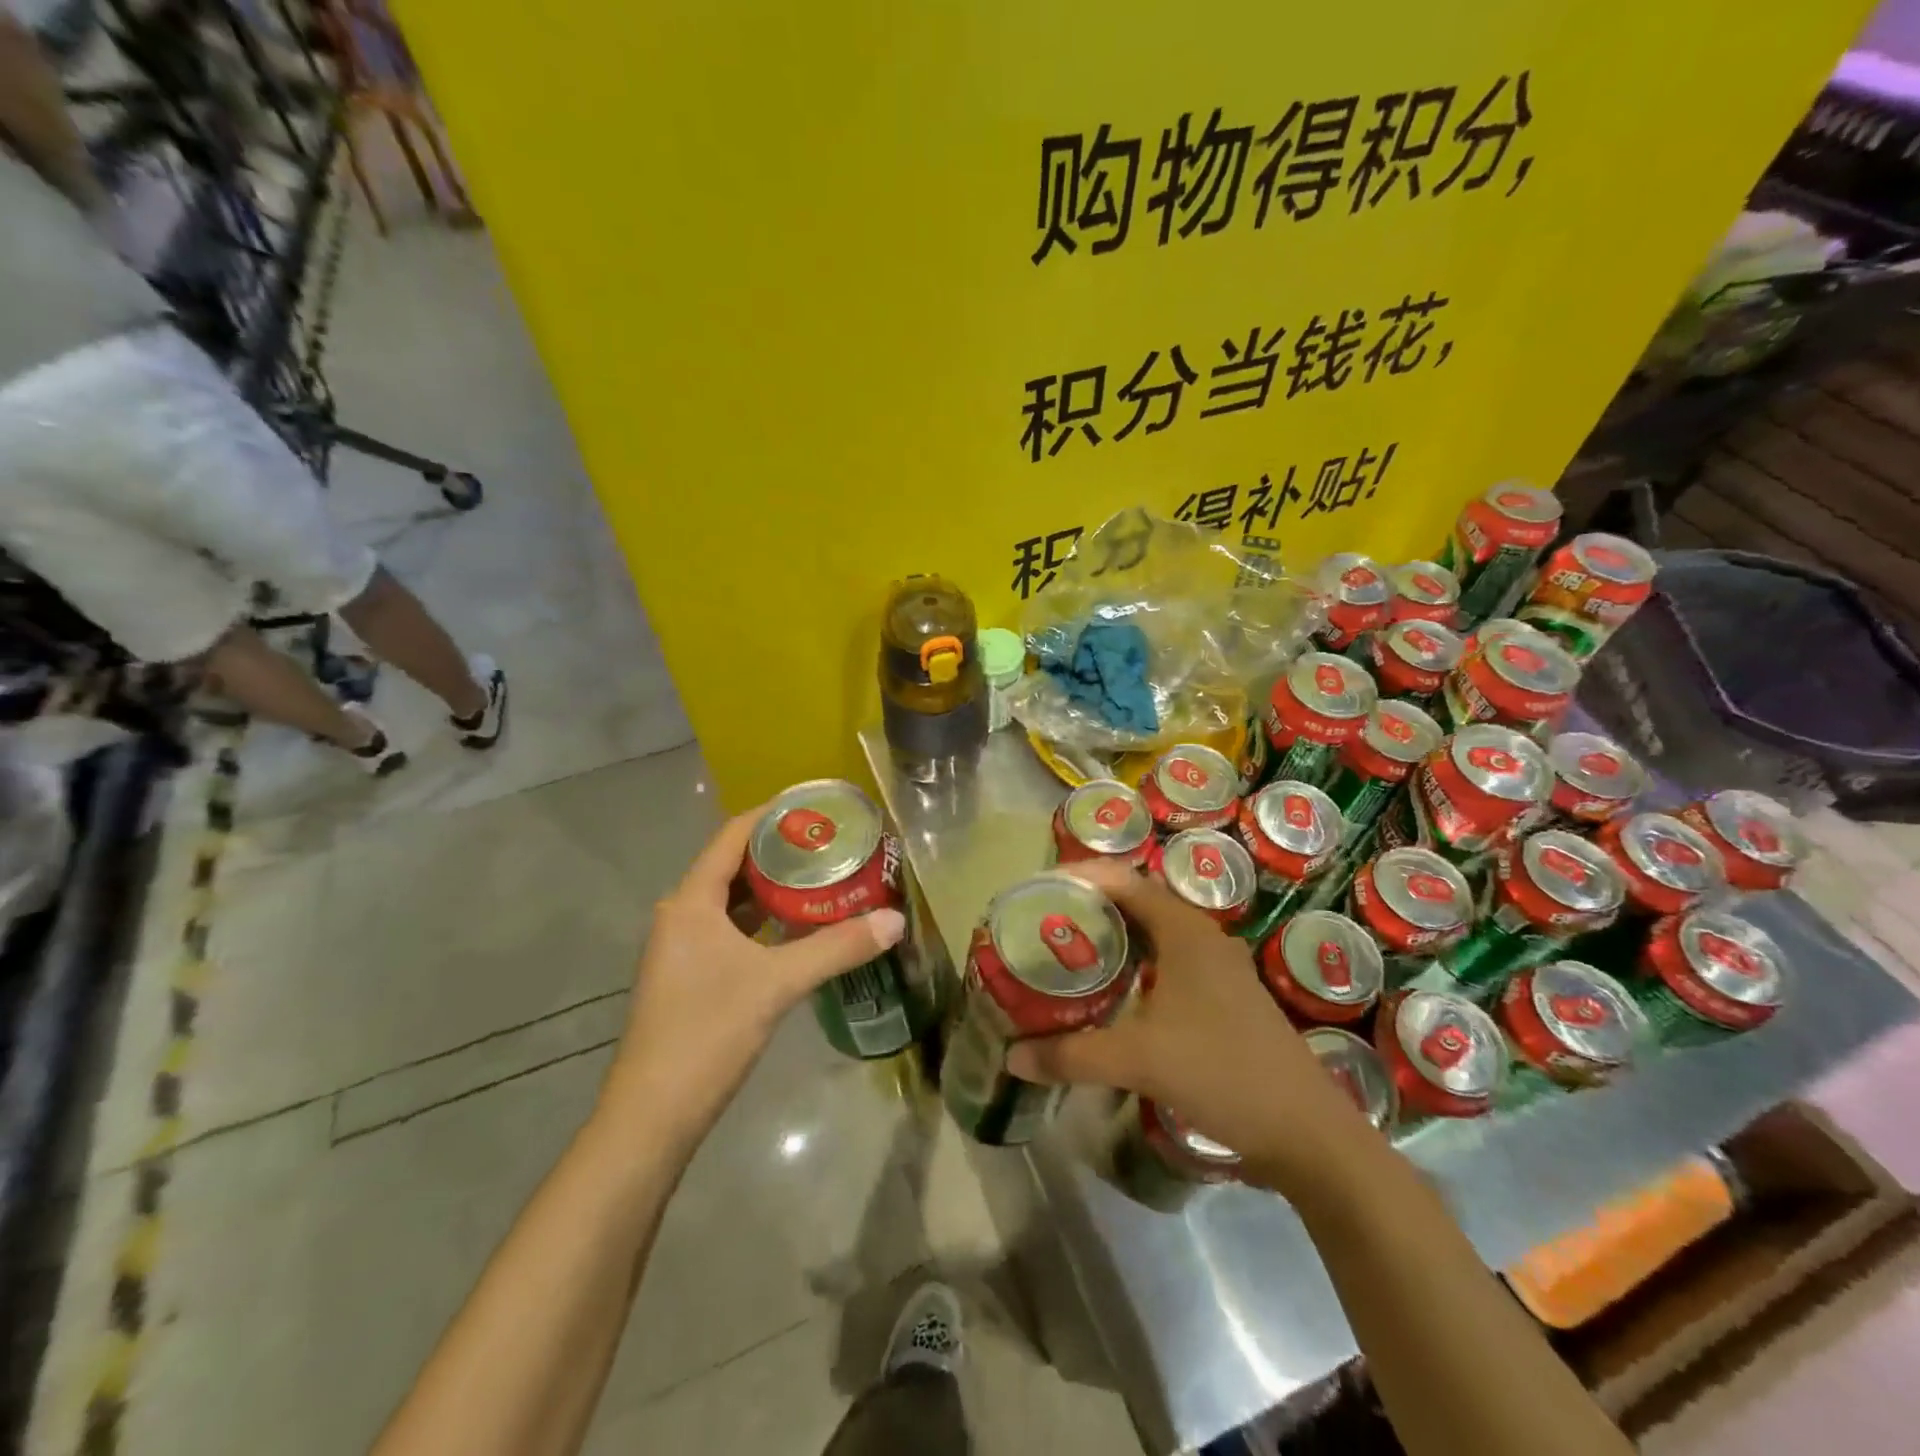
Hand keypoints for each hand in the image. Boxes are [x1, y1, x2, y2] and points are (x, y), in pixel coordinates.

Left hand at [598, 808, 905, 1145]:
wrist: (653, 1116)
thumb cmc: (707, 1033)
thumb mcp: (777, 984)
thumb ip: (837, 948)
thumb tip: (896, 921)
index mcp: (692, 901)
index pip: (733, 835)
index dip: (773, 815)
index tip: (817, 806)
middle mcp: (682, 914)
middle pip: (735, 864)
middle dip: (782, 851)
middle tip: (833, 843)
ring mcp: (683, 947)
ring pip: (734, 901)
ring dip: (775, 887)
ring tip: (824, 877)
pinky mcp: (691, 974)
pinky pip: (732, 929)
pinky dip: (765, 920)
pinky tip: (799, 927)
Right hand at [1007, 860, 1382, 1193]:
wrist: (1307, 1134)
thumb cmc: (1222, 1073)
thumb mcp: (1139, 1061)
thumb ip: (1072, 1055)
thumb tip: (1012, 1056)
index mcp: (1185, 931)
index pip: (1123, 881)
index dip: (1079, 877)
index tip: (1037, 889)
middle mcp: (1202, 938)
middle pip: (1137, 903)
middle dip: (1090, 907)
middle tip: (1044, 923)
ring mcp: (1218, 970)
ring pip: (1154, 936)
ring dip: (1114, 938)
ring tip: (1069, 954)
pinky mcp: (1224, 999)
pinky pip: (1168, 964)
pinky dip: (1135, 967)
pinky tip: (1112, 995)